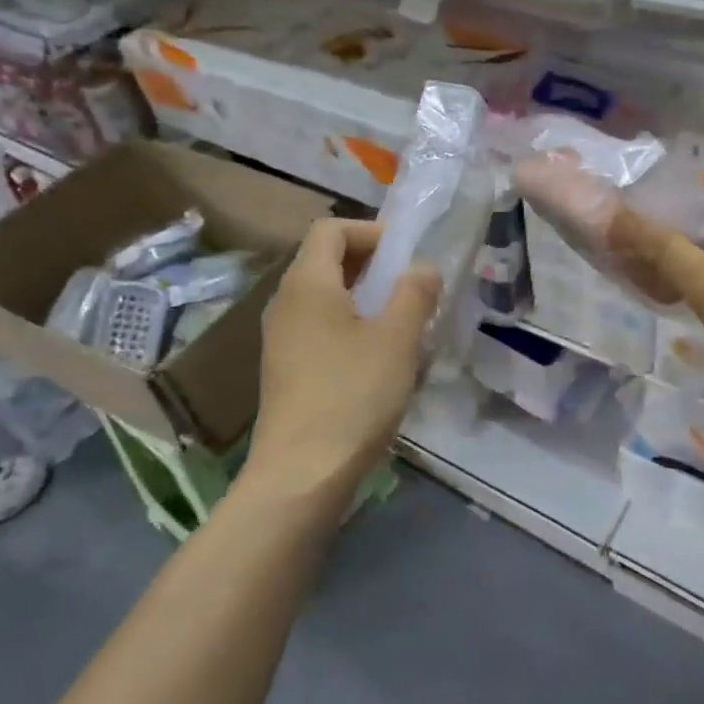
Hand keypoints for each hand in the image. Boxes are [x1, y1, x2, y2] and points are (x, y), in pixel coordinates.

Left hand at [246, 219, 439, 503]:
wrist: (301, 474)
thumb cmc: (353, 395)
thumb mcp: (397, 339)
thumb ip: (414, 293)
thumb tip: (423, 267)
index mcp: (307, 283)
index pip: (330, 229)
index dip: (370, 232)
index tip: (405, 256)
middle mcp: (286, 302)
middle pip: (326, 261)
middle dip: (372, 266)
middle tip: (411, 289)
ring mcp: (281, 338)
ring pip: (324, 298)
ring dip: (364, 299)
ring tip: (402, 325)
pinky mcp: (285, 369)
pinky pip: (319, 329)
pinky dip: (349, 328)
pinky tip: (378, 361)